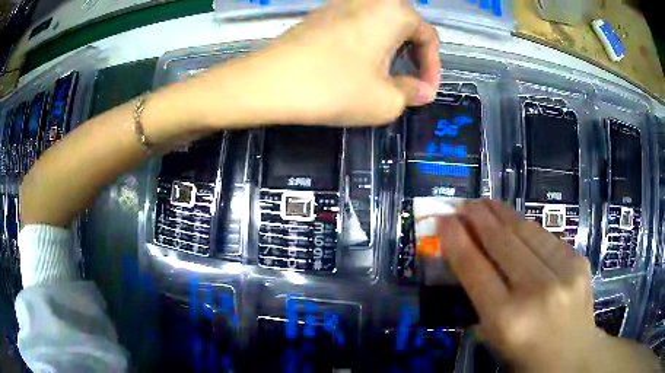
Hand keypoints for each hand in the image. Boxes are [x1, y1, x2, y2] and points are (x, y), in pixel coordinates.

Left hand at [186, 0, 439, 126]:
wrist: (268, 82)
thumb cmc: (334, 88)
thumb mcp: (385, 101)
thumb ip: (411, 94)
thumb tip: (423, 91)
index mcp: (393, 12)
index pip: (428, 36)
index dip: (433, 67)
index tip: (425, 92)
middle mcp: (369, 0)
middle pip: (404, 26)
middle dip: (412, 56)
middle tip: (406, 83)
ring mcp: (340, 4)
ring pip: (379, 25)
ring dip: (388, 50)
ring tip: (381, 78)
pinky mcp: (319, 15)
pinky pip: (355, 26)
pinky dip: (364, 45)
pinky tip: (353, 67)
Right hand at [438, 199, 603, 371]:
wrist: (573, 357)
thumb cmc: (526, 357)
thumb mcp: (495, 338)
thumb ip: (481, 300)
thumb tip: (467, 259)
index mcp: (507, 320)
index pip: (475, 270)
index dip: (457, 241)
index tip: (444, 220)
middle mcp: (536, 291)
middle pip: (502, 243)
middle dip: (478, 218)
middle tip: (463, 204)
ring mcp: (563, 272)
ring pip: (526, 231)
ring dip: (502, 214)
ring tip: (487, 203)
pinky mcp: (579, 261)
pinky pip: (546, 236)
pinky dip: (527, 226)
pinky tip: (517, 221)